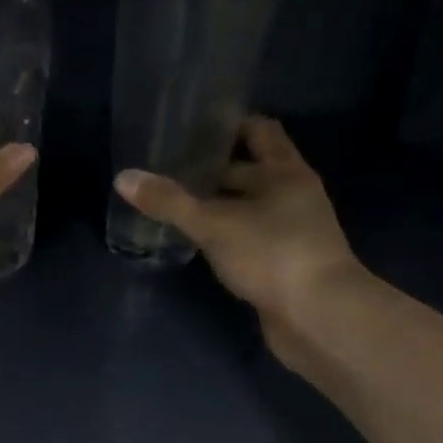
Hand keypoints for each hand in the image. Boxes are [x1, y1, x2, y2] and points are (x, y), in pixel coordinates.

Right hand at [114, 117, 368, 368]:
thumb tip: (122, 177)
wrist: (320, 318)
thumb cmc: (272, 254)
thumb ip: (169, 201)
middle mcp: (293, 195)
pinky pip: (248, 237)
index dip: (228, 124)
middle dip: (213, 169)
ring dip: (217, 204)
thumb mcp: (214, 224)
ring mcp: (291, 230)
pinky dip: (224, 234)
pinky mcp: (283, 262)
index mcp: (285, 172)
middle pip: (250, 170)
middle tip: (168, 167)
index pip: (260, 131)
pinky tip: (195, 240)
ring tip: (173, 202)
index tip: (192, 126)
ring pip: (247, 206)